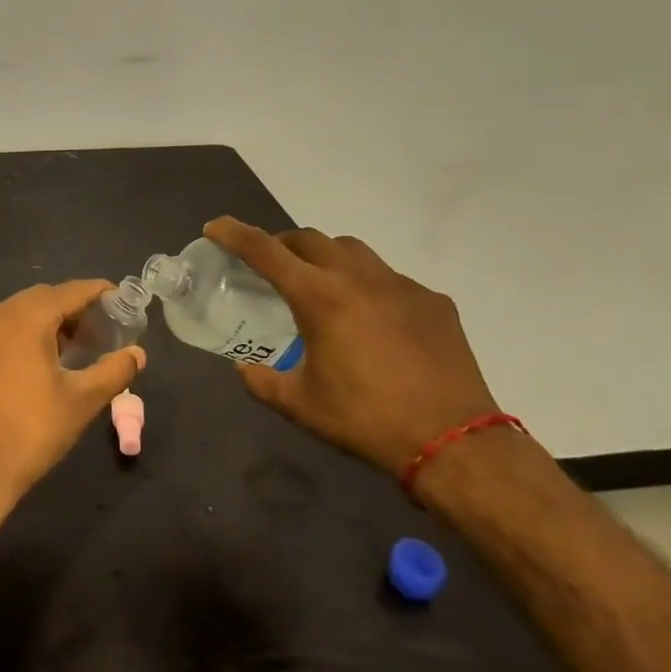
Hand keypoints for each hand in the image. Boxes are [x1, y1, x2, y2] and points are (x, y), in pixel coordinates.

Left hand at [0, 280, 145, 509]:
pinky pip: (3, 328)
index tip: (120, 298)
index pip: (70, 291)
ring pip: (21, 312)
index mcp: (26, 316)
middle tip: (102, 330)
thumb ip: (113, 370)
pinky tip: (42, 360)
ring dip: (50, 321)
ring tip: (77, 347)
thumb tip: (138, 353)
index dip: (97, 292)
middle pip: (44, 298)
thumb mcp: (81, 401)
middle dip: (75, 308)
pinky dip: (26, 333)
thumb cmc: (31, 430)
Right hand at [204, 218, 499, 477]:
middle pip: (309, 239)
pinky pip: (390, 278)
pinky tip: (373, 318)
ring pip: (352, 250)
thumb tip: (244, 370)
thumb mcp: (301, 406)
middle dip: (282, 243)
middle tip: (270, 264)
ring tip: (321, 282)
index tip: (215, 228)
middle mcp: (358, 278)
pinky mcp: (433, 302)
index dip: (234, 234)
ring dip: (326, 256)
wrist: (455, 444)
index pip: (264, 250)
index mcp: (319, 297)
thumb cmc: (367, 420)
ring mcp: (400, 286)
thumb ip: (262, 382)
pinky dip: (368, 285)